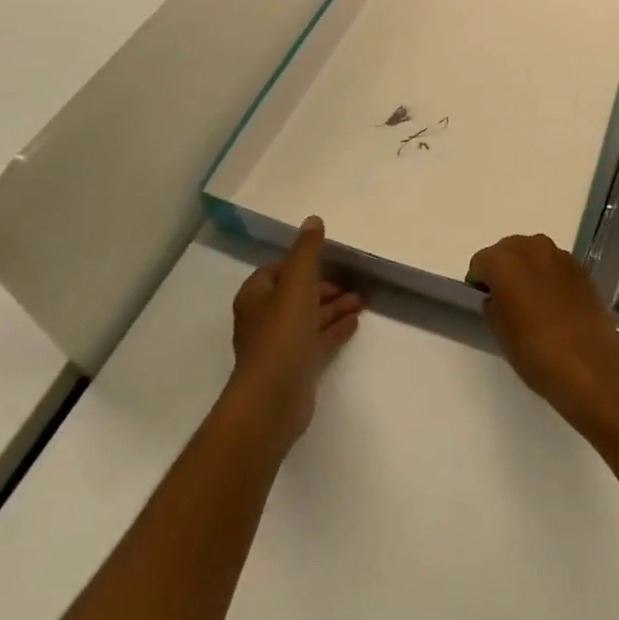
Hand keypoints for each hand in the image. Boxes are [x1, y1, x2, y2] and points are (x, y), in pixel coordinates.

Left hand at [228, 217, 364, 450]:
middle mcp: (263, 319)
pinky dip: (334, 330)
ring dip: (333, 307)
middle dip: (324, 287)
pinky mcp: (293, 368)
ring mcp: (278, 346)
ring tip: (362, 302)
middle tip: (352, 283)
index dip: (300, 264)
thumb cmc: (281, 333)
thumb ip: (307, 251)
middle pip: (296, 295)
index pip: (277, 270)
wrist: (272, 399)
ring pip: (309, 318)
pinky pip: (316, 341)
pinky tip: (355, 323)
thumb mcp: (297, 283)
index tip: (326, 260)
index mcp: (256, 296)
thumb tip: (312, 220)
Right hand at [467, 233, 618, 439]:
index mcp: (504, 260)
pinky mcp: (580, 267)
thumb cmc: (536, 351)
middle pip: (507, 250)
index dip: (479, 281)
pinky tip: (554, 303)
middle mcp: (531, 246)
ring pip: (533, 253)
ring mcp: (559, 254)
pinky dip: (549, 276)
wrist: (590, 364)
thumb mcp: (501, 333)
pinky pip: (554, 264)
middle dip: (503, 269)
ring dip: (527, 269)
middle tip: (505, 299)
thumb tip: (497, 295)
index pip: (481, 262)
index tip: (483, 301)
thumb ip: (493, 304)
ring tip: (531, 300)